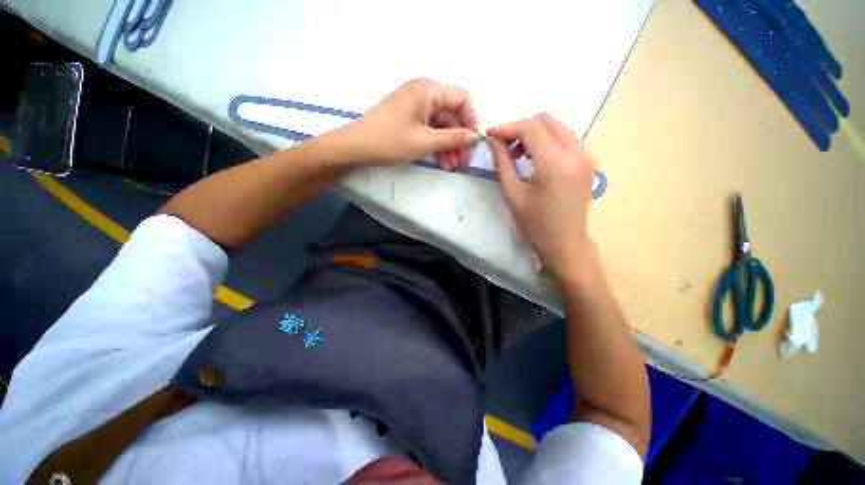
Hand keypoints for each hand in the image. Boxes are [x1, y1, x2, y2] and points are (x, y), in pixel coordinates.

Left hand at [341, 79, 479, 168]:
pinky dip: (436, 144)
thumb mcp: (425, 141)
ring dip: (449, 145)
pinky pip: (429, 129)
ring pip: (441, 125)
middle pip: (452, 114)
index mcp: (429, 90)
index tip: (472, 144)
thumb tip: (475, 137)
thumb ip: (453, 138)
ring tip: (452, 166)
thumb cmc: (390, 141)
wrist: (356, 147)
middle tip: (463, 162)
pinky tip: (442, 161)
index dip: (471, 121)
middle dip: (459, 139)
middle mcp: (424, 93)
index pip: (462, 99)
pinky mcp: (409, 118)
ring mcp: (415, 106)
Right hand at [487, 114, 598, 279]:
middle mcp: (575, 152)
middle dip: (520, 127)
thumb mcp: (512, 194)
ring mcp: (585, 156)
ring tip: (517, 153)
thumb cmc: (535, 224)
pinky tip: (534, 158)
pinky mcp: (587, 162)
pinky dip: (547, 140)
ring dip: (534, 133)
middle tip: (504, 145)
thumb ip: (503, 162)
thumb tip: (493, 140)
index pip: (530, 128)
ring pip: (557, 127)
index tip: (490, 135)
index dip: (507, 127)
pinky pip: (565, 139)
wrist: (565, 244)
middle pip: (546, 120)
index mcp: (555, 163)